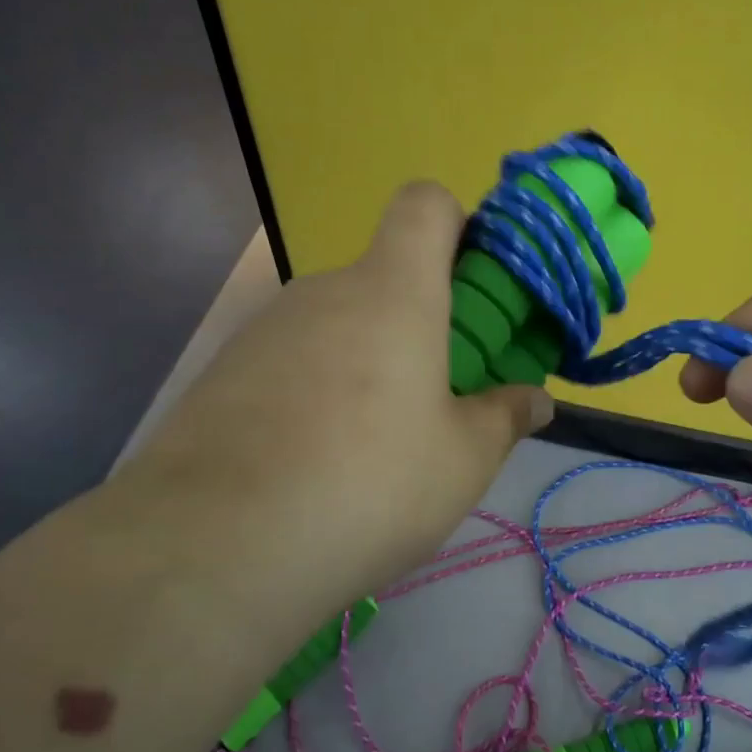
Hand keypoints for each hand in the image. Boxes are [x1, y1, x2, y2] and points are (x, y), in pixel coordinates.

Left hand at [102, 183, 551, 628]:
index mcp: (393, 291)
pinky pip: (291, 360)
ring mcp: (265, 329)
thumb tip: (536, 399)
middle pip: (383, 277)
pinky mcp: (222, 372)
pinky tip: (313, 461)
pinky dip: (315, 390)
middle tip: (436, 398)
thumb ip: (506, 416)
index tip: (475, 287)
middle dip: (419, 322)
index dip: (457, 225)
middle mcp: (325, 291)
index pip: (425, 204)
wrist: (215, 547)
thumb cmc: (370, 485)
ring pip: (337, 324)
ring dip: (367, 361)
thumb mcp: (463, 461)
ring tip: (371, 446)